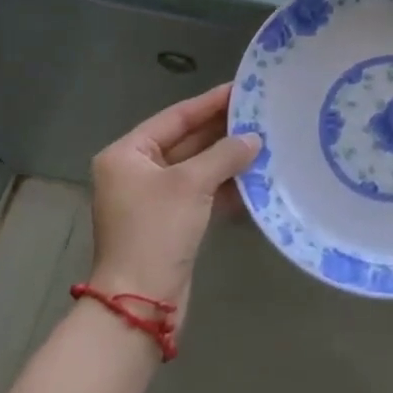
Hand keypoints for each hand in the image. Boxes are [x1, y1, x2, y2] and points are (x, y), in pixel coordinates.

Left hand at [86, 84, 259, 327]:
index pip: (175, 117)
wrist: (139, 304)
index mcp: (127, 154)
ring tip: (264, 141)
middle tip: (259, 114)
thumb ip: (224, 154)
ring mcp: (152, 199)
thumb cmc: (156, 231)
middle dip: (222, 131)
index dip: (210, 102)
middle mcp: (136, 172)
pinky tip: (254, 178)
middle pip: (186, 141)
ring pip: (196, 168)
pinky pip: (200, 193)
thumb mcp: (191, 184)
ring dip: (227, 158)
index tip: (242, 89)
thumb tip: (254, 139)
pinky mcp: (170, 223)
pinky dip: (223, 185)